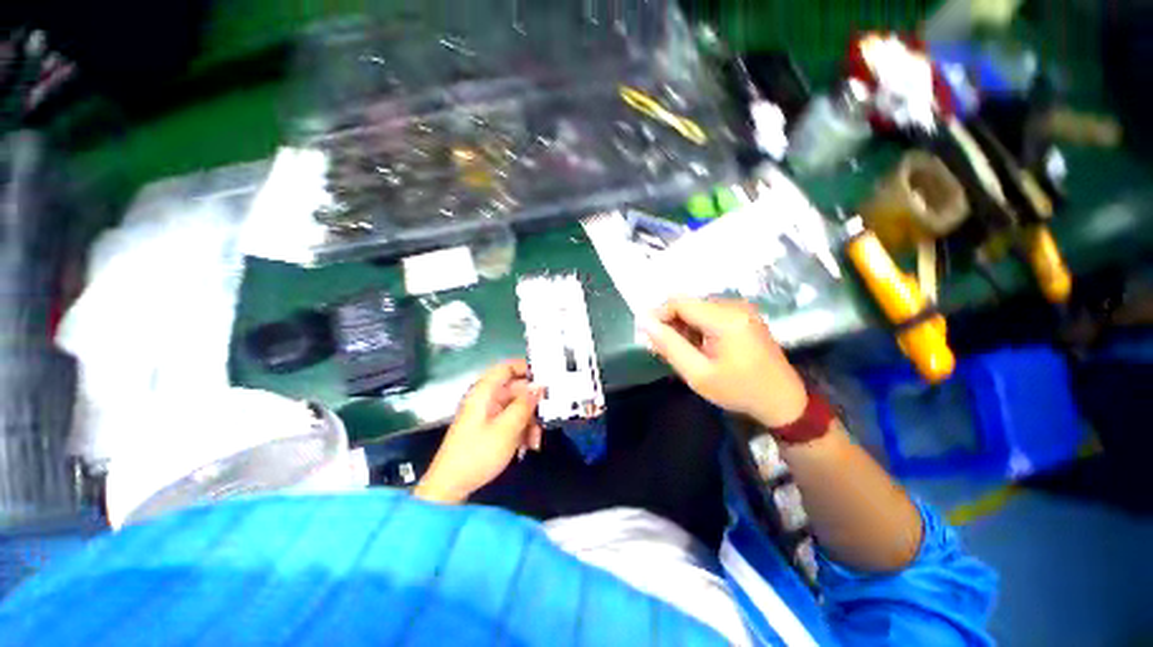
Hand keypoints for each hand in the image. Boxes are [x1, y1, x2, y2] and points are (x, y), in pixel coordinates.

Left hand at [414, 359, 543, 503]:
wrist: (450, 486)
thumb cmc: (479, 453)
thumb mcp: (507, 428)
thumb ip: (525, 404)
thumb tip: (540, 386)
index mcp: (485, 392)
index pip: (507, 367)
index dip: (526, 367)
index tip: (547, 376)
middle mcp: (486, 399)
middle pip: (515, 390)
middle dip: (533, 403)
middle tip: (549, 415)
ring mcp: (487, 414)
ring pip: (516, 407)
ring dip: (529, 421)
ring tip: (536, 440)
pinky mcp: (489, 429)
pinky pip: (510, 421)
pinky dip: (521, 430)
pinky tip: (528, 446)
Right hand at [642, 298, 807, 427]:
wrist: (783, 400)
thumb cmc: (739, 390)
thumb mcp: (698, 374)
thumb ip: (669, 345)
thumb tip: (644, 322)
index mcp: (725, 318)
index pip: (679, 302)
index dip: (658, 315)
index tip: (650, 337)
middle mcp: (734, 305)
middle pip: (688, 304)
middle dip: (671, 323)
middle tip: (664, 350)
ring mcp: (741, 309)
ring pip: (697, 308)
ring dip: (683, 326)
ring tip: (683, 352)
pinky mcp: (743, 315)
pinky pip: (710, 314)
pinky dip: (697, 327)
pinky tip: (699, 347)